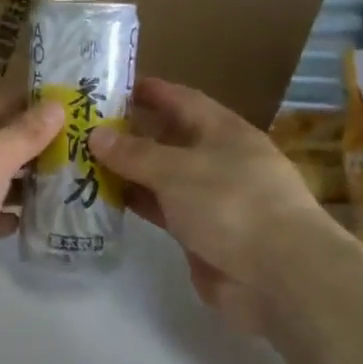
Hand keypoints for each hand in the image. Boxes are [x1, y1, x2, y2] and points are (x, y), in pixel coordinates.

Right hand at [89, 78, 327, 329]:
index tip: (111, 87)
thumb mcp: (177, 170)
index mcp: (223, 131)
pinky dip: (137, 203)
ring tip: (83, 162)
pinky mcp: (201, 233)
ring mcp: (211, 199)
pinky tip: (105, 199)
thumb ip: (134, 153)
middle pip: (169, 138)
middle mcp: (218, 159)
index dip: (150, 91)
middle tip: (84, 128)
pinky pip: (162, 209)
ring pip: (162, 176)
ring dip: (128, 170)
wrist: (278, 276)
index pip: (182, 100)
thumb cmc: (231, 204)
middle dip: (131, 132)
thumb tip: (96, 134)